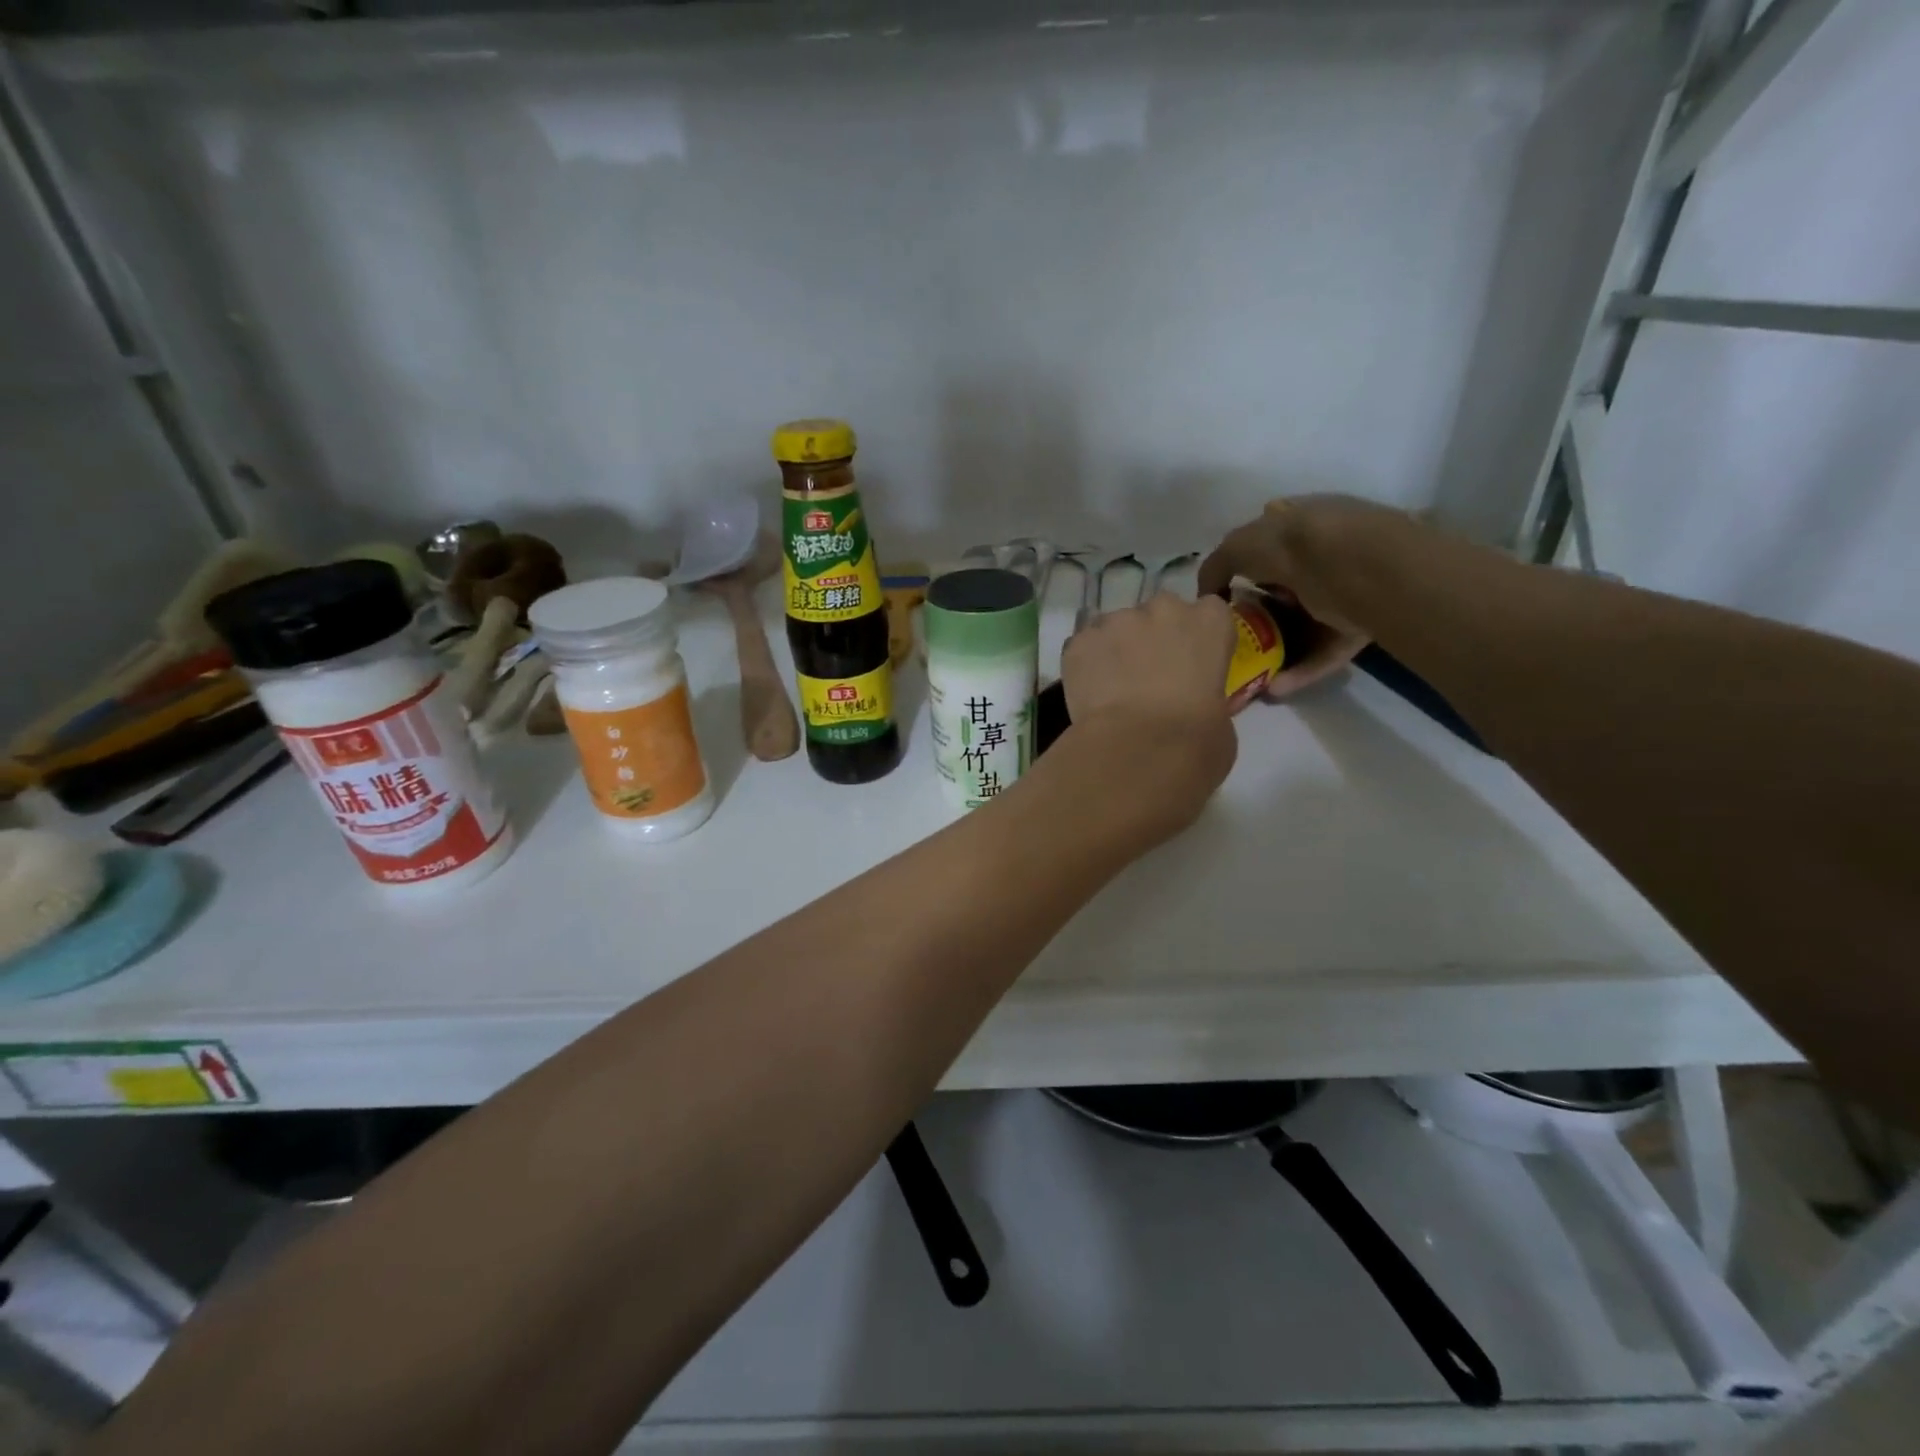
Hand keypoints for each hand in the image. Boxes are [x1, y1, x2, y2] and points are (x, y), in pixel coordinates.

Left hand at [1058, 593, 1238, 832]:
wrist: (1139, 749)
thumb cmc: (1196, 740)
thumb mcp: (1221, 718)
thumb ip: (1206, 694)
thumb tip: (1191, 704)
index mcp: (1210, 623)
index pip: (1209, 612)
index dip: (1197, 637)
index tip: (1192, 663)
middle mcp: (1164, 610)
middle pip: (1159, 612)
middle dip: (1154, 636)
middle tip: (1149, 675)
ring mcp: (1117, 621)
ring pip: (1116, 627)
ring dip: (1117, 649)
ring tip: (1113, 688)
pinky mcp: (1079, 641)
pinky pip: (1084, 647)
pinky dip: (1086, 665)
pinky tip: (1089, 694)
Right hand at [1198, 495, 1407, 700]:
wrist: (1360, 568)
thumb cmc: (1294, 546)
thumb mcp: (1238, 546)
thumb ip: (1217, 566)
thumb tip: (1209, 593)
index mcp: (1298, 524)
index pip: (1266, 546)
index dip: (1243, 571)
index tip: (1225, 601)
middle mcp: (1323, 556)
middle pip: (1285, 590)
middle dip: (1260, 616)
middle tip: (1234, 641)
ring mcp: (1346, 593)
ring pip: (1304, 626)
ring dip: (1276, 651)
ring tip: (1251, 675)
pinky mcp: (1359, 627)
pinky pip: (1323, 652)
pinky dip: (1300, 670)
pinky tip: (1275, 688)